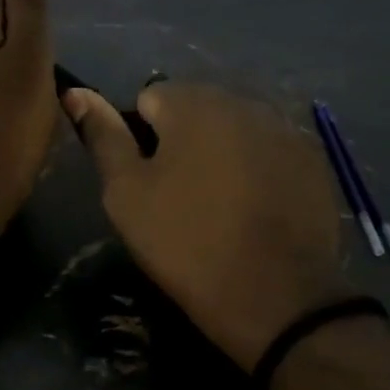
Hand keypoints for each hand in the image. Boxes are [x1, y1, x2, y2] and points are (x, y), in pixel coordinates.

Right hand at [64, 82, 349, 369]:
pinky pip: (270, 150)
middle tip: (183, 197)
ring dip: (222, 151)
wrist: (275, 297)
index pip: (151, 99)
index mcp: (193, 102)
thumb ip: (103, 136)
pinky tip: (258, 209)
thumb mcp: (126, 194)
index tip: (150, 183)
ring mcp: (285, 128)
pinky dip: (259, 168)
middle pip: (197, 109)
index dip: (142, 140)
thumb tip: (76, 92)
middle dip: (185, 140)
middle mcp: (243, 100)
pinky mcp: (314, 159)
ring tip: (222, 204)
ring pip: (236, 128)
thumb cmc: (186, 242)